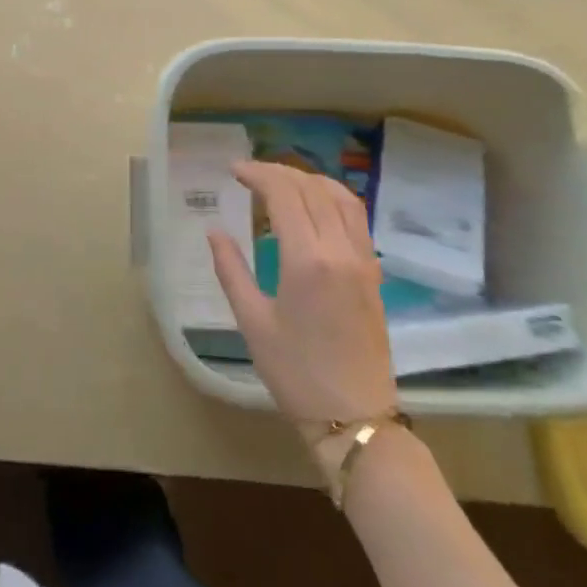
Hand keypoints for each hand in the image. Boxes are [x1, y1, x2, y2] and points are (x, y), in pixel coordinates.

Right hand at [208, 161, 397, 451]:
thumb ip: (231, 269)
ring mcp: (363, 260)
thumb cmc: (295, 372)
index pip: (284, 194)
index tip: (233, 170)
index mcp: (307, 260)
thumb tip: (214, 231)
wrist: (354, 415)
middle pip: (311, 189)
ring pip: (340, 197)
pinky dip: (333, 197)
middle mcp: (340, 250)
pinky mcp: (373, 273)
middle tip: (248, 173)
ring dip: (308, 179)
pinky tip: (314, 205)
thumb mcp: (252, 321)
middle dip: (278, 172)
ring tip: (281, 180)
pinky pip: (357, 218)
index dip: (257, 174)